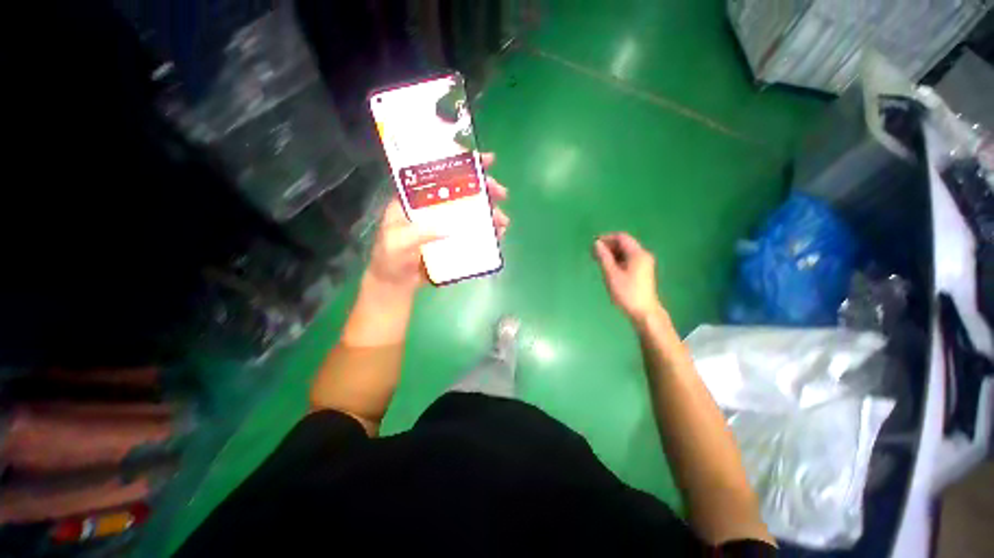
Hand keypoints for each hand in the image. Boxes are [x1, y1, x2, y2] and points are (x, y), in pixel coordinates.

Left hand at [365, 153, 508, 297]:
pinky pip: (473, 231)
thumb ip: (418, 233)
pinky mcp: (453, 239)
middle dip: (483, 188)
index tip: (482, 160)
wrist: (396, 283)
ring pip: (470, 210)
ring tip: (503, 221)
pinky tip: (498, 234)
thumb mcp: (397, 243)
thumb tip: (448, 227)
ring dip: (489, 212)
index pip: (438, 174)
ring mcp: (445, 224)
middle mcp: (433, 208)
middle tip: (501, 192)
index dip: (460, 164)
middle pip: (461, 191)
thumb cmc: (390, 259)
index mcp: (415, 200)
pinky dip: (487, 230)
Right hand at [593, 233, 662, 322]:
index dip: (606, 238)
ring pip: (626, 252)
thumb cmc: (627, 293)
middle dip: (608, 246)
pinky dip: (617, 260)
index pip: (621, 237)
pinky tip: (608, 267)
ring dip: (612, 253)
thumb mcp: (611, 274)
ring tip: (598, 261)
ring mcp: (644, 263)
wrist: (644, 312)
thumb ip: (603, 257)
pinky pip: (628, 259)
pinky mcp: (642, 271)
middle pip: (624, 244)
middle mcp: (643, 255)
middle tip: (593, 253)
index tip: (593, 244)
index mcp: (637, 254)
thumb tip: (596, 244)